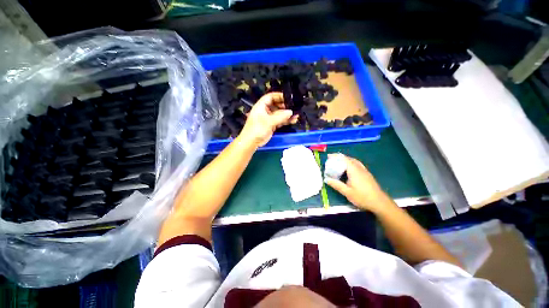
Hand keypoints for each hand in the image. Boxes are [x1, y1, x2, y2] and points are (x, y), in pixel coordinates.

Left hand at [239, 92, 296, 146]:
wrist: (251, 142)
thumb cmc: (257, 129)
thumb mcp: (268, 121)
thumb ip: (280, 116)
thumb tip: (291, 112)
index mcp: (261, 106)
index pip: (270, 97)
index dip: (279, 96)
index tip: (288, 97)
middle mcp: (265, 111)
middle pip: (276, 105)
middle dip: (285, 106)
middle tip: (294, 107)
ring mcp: (269, 118)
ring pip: (279, 114)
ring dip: (287, 114)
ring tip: (296, 115)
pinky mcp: (272, 125)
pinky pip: (280, 121)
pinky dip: (286, 121)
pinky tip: (293, 120)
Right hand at [324, 154, 389, 212]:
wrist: (380, 203)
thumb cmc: (363, 197)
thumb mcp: (347, 192)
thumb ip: (336, 185)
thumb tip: (326, 179)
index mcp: (354, 171)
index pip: (344, 159)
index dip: (336, 156)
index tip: (328, 156)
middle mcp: (360, 168)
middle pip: (349, 159)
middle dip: (340, 157)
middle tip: (332, 159)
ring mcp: (365, 171)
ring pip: (354, 161)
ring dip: (346, 159)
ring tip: (338, 161)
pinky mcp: (367, 174)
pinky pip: (357, 164)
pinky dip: (351, 162)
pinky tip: (349, 168)